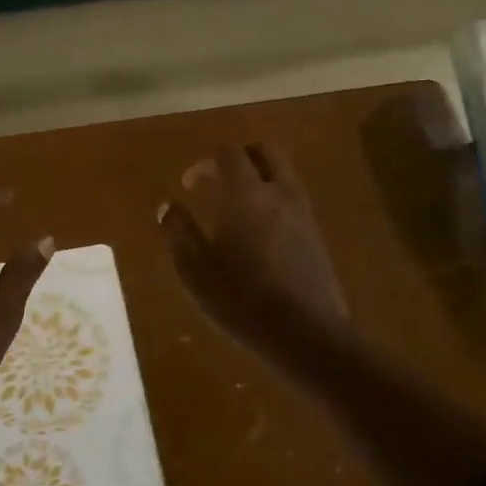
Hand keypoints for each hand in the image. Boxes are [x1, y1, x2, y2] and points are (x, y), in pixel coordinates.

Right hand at [160, 144, 350, 360]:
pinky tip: (260, 235)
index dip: (206, 162)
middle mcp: (281, 193)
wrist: (304, 332)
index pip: (229, 153)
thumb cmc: (241, 298)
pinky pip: (295, 202)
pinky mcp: (318, 237)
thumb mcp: (195, 269)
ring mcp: (305, 214)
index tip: (190, 184)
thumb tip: (167, 205)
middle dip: (240, 157)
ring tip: (238, 209)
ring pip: (285, 176)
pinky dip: (276, 202)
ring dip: (261, 179)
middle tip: (218, 180)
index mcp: (247, 193)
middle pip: (266, 152)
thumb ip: (179, 231)